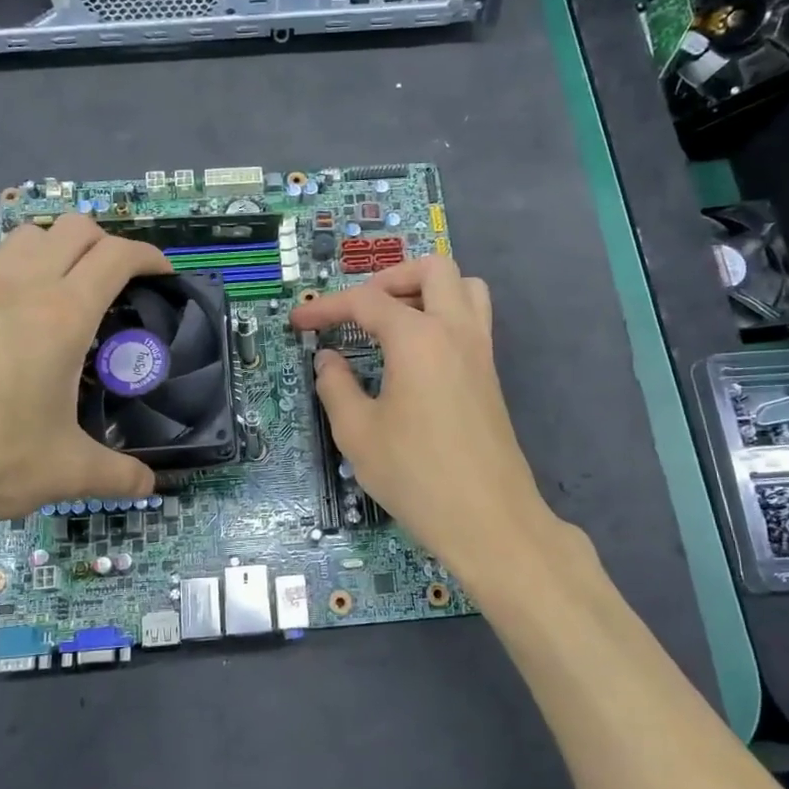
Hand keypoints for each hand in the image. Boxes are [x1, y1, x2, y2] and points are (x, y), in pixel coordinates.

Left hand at [0, 214, 170, 552]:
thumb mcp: (61, 473)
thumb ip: (116, 477)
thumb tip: (150, 488)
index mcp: (61, 315)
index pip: (117, 256)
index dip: (149, 257)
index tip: (163, 276)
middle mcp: (18, 286)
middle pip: (72, 228)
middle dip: (105, 243)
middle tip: (117, 285)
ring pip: (22, 236)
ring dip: (52, 249)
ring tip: (60, 292)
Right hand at [289, 257, 563, 589]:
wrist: (488, 519)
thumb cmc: (416, 475)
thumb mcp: (358, 433)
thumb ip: (336, 387)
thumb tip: (328, 359)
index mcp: (418, 338)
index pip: (367, 302)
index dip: (327, 307)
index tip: (299, 322)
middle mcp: (455, 330)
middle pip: (432, 268)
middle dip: (389, 278)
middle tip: (359, 310)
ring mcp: (480, 351)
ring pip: (464, 287)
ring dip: (427, 289)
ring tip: (393, 322)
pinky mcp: (490, 375)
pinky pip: (472, 319)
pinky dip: (444, 315)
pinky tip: (416, 356)